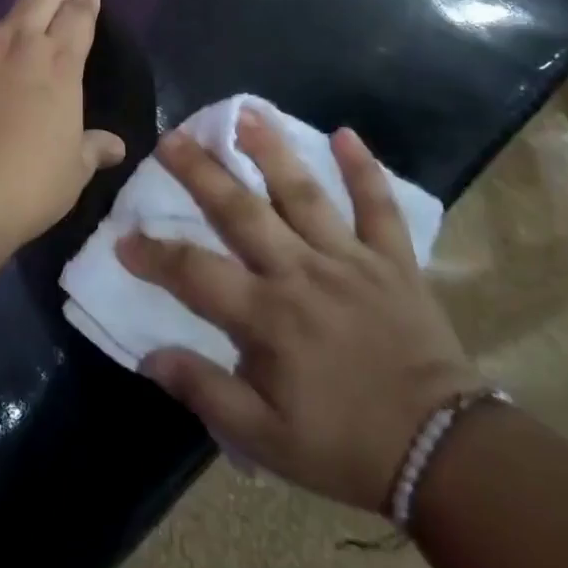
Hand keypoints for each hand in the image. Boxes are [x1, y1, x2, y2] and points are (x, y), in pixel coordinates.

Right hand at [117, 114, 481, 512]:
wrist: (444, 455)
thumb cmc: (345, 446)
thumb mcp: (265, 439)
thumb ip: (204, 392)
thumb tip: (149, 356)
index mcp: (268, 317)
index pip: (195, 273)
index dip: (154, 254)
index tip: (123, 238)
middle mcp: (302, 273)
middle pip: (242, 211)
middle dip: (202, 172)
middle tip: (171, 137)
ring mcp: (350, 259)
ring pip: (304, 193)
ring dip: (272, 150)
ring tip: (245, 112)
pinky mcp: (393, 260)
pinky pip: (379, 206)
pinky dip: (364, 169)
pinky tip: (347, 133)